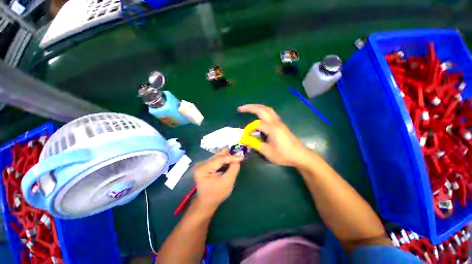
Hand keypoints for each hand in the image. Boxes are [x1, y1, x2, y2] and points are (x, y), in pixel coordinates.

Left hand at [193, 149, 242, 211]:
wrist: (207, 202)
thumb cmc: (217, 194)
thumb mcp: (227, 182)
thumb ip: (233, 169)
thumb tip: (237, 159)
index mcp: (203, 169)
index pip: (219, 159)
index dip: (231, 157)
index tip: (242, 157)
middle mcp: (201, 164)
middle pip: (218, 156)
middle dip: (229, 155)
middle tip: (240, 154)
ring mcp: (202, 164)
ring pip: (217, 157)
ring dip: (227, 156)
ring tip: (236, 156)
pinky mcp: (204, 165)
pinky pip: (216, 159)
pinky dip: (223, 159)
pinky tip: (230, 159)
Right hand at [238, 104, 312, 166]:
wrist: (301, 155)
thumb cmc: (284, 155)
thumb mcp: (268, 152)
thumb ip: (255, 144)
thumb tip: (244, 139)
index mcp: (272, 128)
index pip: (256, 124)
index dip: (248, 129)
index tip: (245, 137)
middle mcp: (275, 122)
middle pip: (262, 109)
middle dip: (250, 107)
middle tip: (240, 109)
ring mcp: (279, 122)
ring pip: (267, 109)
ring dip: (257, 107)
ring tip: (248, 109)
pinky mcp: (281, 124)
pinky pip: (270, 113)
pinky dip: (262, 111)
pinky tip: (259, 115)